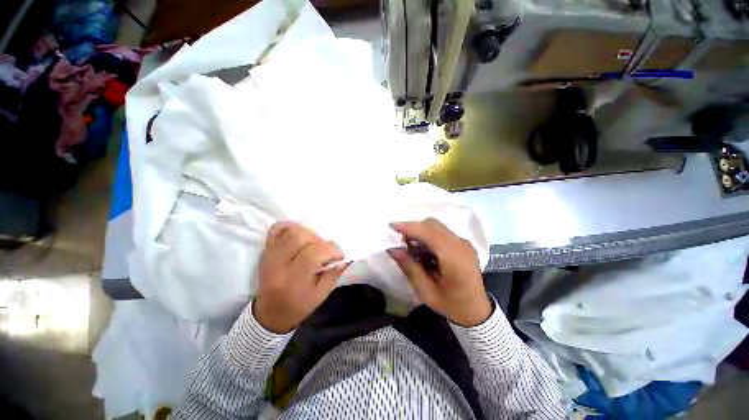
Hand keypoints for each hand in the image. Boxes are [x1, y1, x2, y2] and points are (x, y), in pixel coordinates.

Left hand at [254, 221, 347, 333]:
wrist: (270, 313)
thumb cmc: (298, 306)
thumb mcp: (321, 295)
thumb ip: (334, 273)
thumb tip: (345, 257)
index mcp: (293, 280)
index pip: (314, 253)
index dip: (332, 250)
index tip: (339, 256)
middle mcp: (278, 264)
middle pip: (300, 238)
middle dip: (319, 240)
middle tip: (324, 250)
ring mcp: (269, 255)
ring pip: (290, 231)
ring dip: (307, 234)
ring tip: (312, 244)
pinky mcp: (266, 250)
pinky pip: (276, 229)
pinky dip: (290, 227)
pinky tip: (299, 236)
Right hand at [388, 218, 491, 326]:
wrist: (477, 310)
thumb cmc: (451, 304)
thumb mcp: (426, 292)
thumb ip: (410, 268)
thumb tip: (392, 249)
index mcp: (454, 259)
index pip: (429, 234)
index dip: (410, 227)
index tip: (392, 226)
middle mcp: (461, 245)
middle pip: (432, 225)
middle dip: (413, 229)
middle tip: (401, 243)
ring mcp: (464, 242)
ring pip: (436, 227)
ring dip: (420, 233)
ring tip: (413, 250)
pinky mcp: (462, 243)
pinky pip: (441, 232)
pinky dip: (428, 237)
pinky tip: (425, 252)